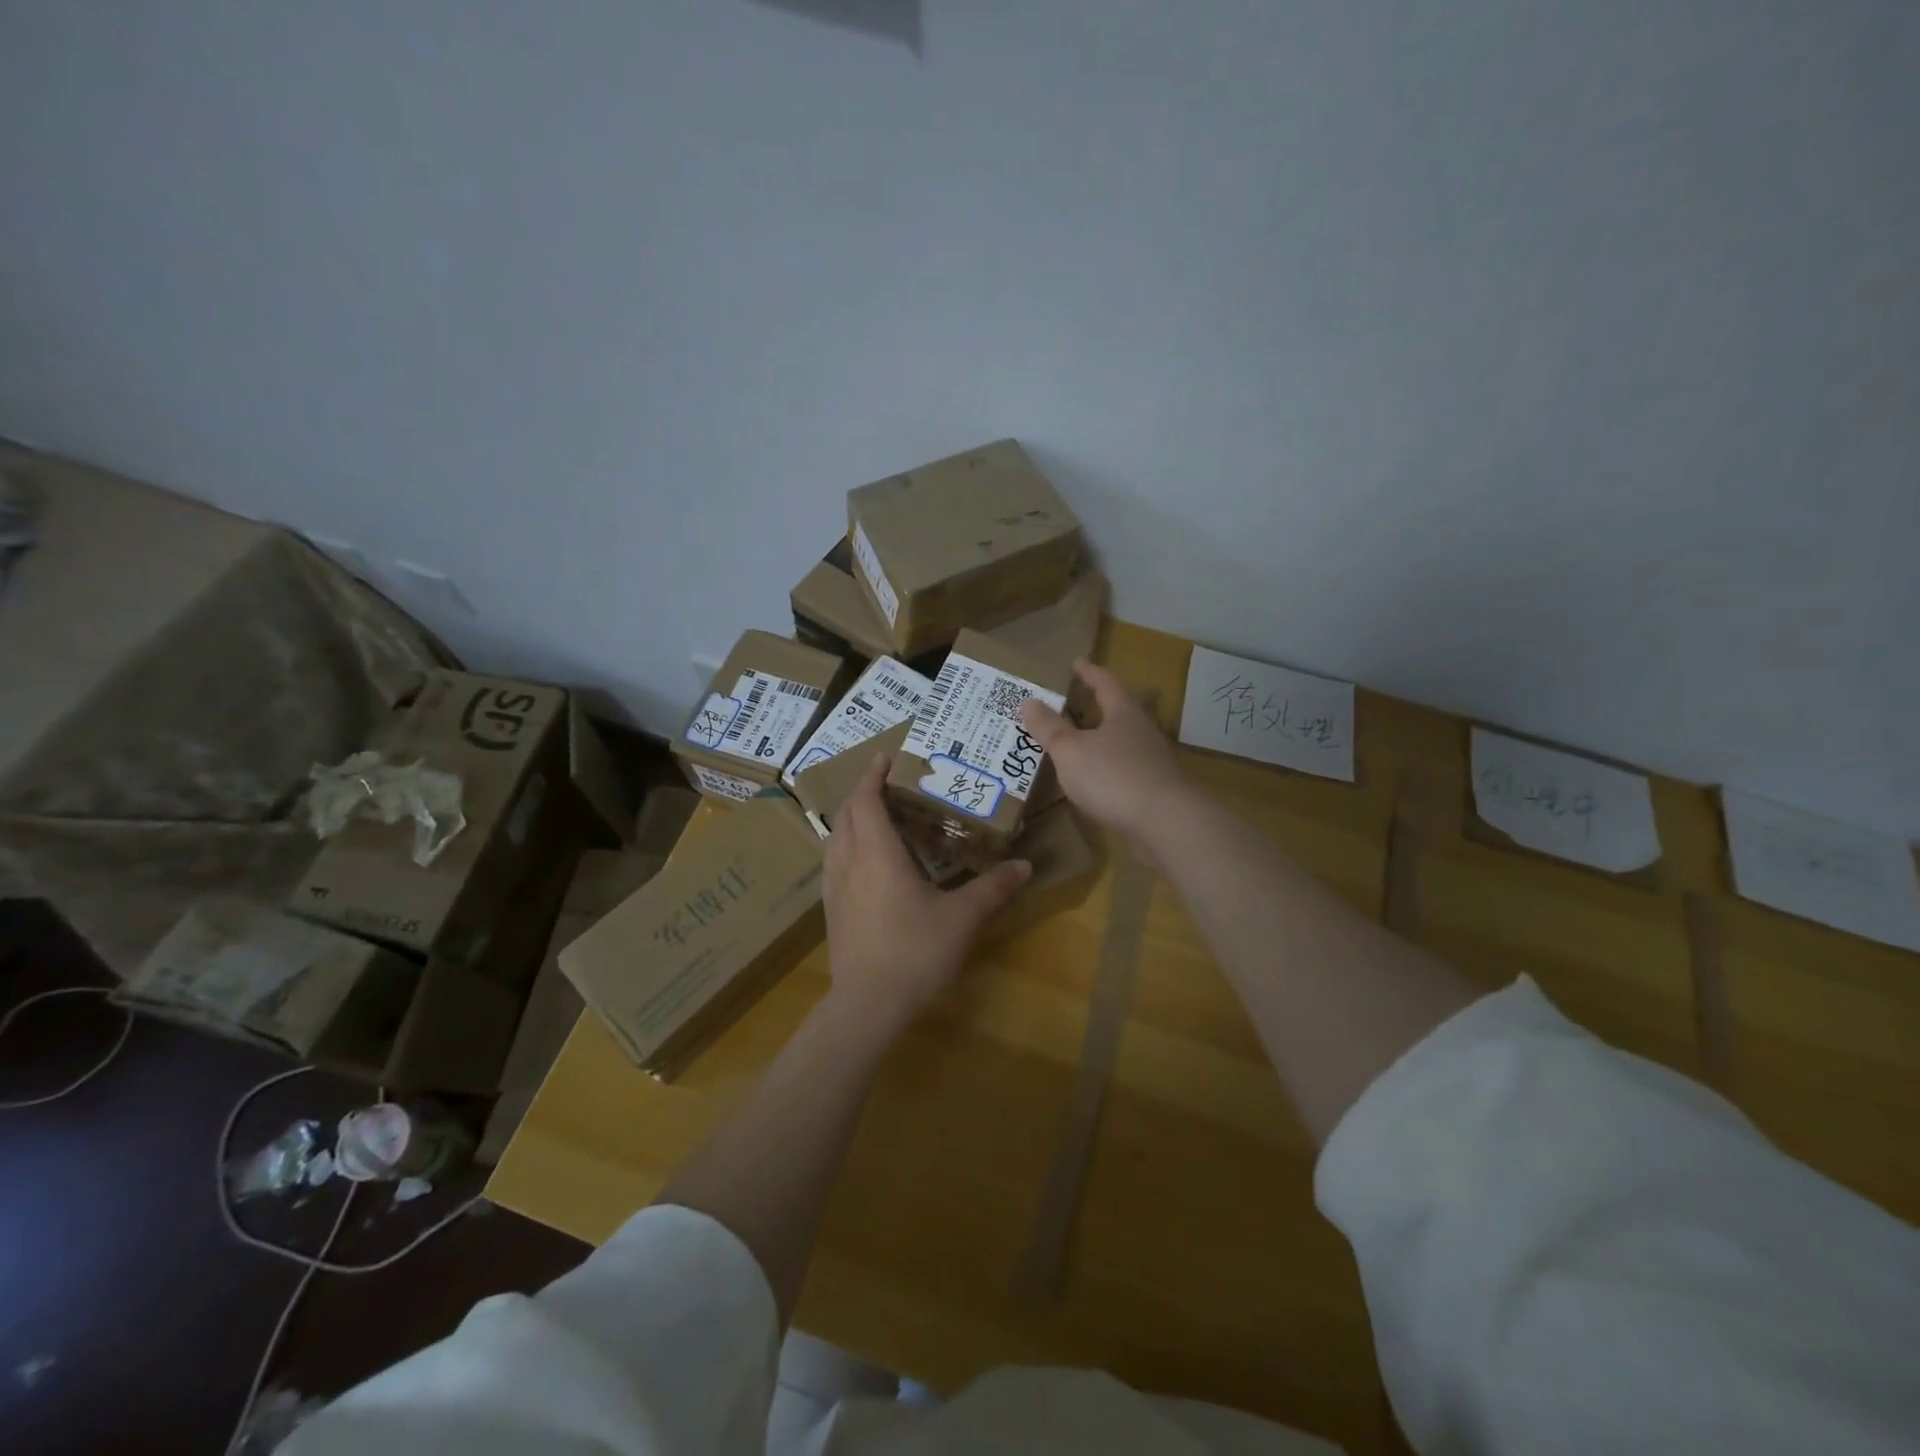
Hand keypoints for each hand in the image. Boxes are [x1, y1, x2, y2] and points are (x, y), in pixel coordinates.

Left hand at [823, 756, 1030, 1027]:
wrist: (867, 1005)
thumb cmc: (915, 952)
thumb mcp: (962, 918)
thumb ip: (993, 888)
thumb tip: (1024, 866)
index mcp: (877, 853)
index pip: (867, 800)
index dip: (874, 775)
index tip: (885, 757)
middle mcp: (849, 861)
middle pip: (846, 813)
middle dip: (862, 792)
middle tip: (887, 784)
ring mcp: (834, 886)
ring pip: (835, 837)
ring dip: (852, 818)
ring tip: (876, 816)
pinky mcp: (831, 909)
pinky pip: (833, 860)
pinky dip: (846, 844)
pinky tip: (864, 861)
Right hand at [1021, 658, 1190, 849]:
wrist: (1166, 823)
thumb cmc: (1113, 777)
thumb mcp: (1071, 751)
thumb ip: (1049, 728)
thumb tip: (1028, 701)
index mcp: (1123, 713)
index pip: (1105, 683)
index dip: (1089, 672)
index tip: (1077, 662)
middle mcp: (1142, 731)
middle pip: (1119, 711)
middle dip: (1097, 706)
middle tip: (1074, 701)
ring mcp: (1152, 761)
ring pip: (1122, 742)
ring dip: (1102, 739)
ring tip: (1079, 742)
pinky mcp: (1155, 789)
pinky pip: (1125, 770)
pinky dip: (1107, 768)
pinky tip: (1094, 781)